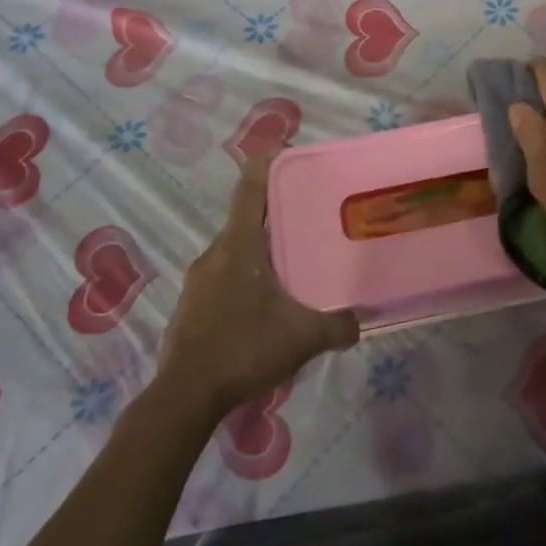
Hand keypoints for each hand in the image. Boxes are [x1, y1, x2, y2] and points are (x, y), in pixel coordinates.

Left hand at [155, 154, 359, 421]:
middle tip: (312, 215)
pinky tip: (268, 302)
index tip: (285, 150)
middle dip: (277, 212)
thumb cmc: (244, 349)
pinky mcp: (192, 304)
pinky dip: (248, 274)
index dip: (267, 164)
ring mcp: (199, 279)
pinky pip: (226, 274)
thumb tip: (360, 321)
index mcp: (239, 246)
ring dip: (263, 248)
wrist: (185, 396)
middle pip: (247, 218)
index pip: (251, 189)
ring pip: (237, 249)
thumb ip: (338, 326)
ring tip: (296, 260)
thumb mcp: (303, 338)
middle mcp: (215, 253)